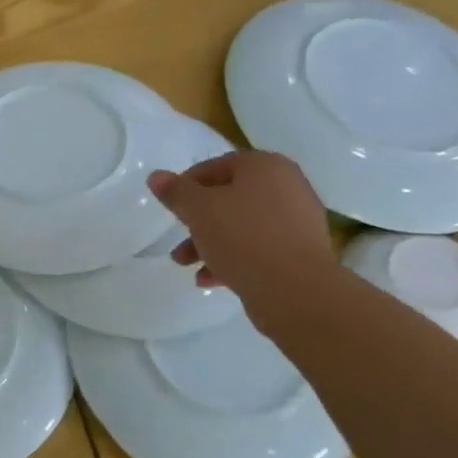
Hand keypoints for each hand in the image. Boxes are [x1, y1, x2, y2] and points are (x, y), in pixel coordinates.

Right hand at [149, 151, 336, 320]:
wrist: (296, 291)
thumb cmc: (243, 237)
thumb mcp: (198, 210)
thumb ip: (175, 192)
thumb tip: (156, 176)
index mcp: (265, 166)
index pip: (216, 166)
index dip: (187, 185)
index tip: (171, 207)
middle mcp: (287, 186)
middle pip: (229, 198)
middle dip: (198, 221)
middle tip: (178, 239)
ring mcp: (298, 221)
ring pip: (242, 226)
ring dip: (210, 243)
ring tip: (186, 265)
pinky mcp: (301, 253)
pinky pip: (259, 248)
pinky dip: (234, 258)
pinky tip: (209, 279)